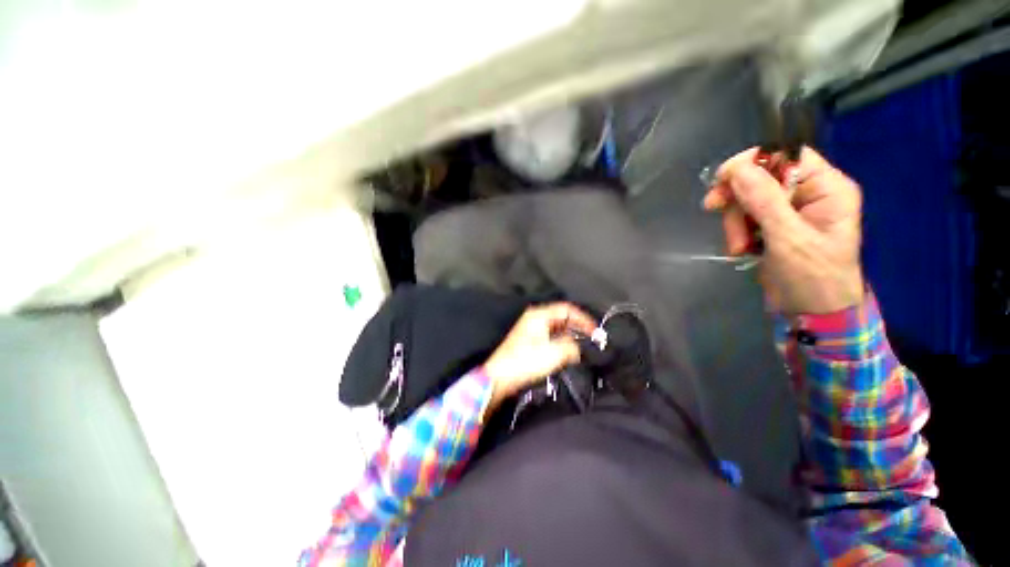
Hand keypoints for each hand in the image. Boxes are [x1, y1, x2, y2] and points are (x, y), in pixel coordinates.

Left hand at [483, 302, 596, 409]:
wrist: (500, 377)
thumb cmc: (526, 361)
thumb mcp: (554, 352)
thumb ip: (572, 346)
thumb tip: (578, 347)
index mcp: (539, 314)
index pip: (567, 309)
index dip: (584, 319)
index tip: (597, 332)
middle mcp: (535, 318)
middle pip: (562, 317)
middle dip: (578, 328)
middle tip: (593, 340)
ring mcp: (531, 330)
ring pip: (557, 328)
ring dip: (571, 336)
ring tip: (584, 348)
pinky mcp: (529, 342)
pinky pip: (551, 337)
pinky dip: (561, 342)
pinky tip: (569, 353)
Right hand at [703, 147, 863, 314]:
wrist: (813, 313)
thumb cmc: (813, 277)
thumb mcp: (788, 238)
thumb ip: (764, 201)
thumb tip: (736, 169)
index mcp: (826, 187)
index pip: (786, 155)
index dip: (753, 161)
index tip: (722, 180)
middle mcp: (807, 193)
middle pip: (760, 177)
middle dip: (737, 199)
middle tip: (714, 210)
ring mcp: (789, 211)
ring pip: (747, 199)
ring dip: (734, 221)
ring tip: (739, 247)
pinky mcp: (772, 227)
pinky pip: (744, 217)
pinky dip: (736, 232)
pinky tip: (741, 249)